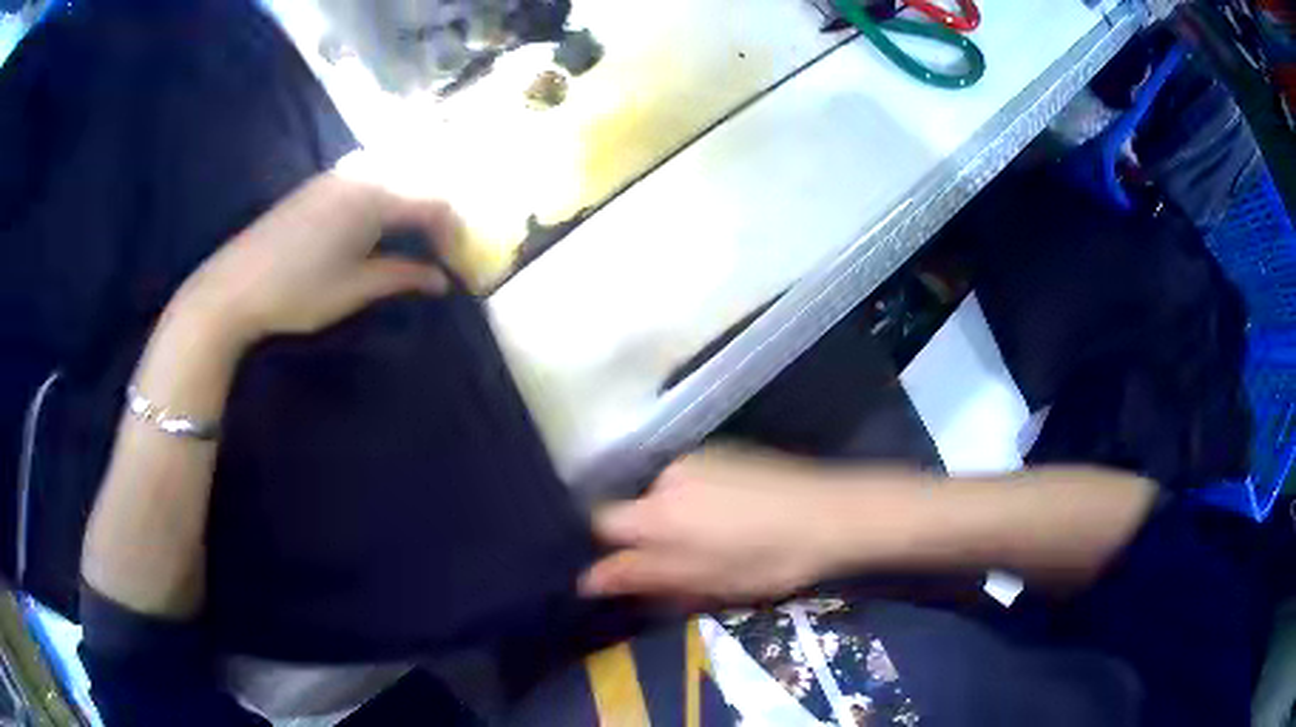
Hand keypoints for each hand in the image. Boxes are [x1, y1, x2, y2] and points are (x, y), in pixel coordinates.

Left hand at [171, 173, 461, 344]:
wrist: (234, 285)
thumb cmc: (298, 290)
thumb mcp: (356, 288)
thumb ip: (403, 277)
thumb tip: (442, 281)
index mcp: (376, 197)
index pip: (434, 203)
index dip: (454, 233)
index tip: (457, 265)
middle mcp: (361, 174)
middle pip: (416, 181)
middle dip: (435, 215)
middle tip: (440, 250)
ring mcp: (336, 175)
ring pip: (391, 176)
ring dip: (409, 203)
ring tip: (413, 238)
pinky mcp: (318, 184)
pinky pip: (367, 177)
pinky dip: (385, 196)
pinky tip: (376, 224)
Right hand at [581, 447, 889, 604]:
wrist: (828, 513)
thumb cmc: (764, 558)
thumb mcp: (701, 579)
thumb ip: (640, 576)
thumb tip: (586, 579)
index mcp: (657, 511)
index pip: (601, 521)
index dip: (609, 546)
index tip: (630, 569)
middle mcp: (668, 475)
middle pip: (635, 508)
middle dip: (648, 536)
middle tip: (684, 565)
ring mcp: (697, 459)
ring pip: (665, 494)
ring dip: (676, 518)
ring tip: (717, 541)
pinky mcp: (724, 452)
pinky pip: (691, 480)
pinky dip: (697, 499)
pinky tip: (734, 516)